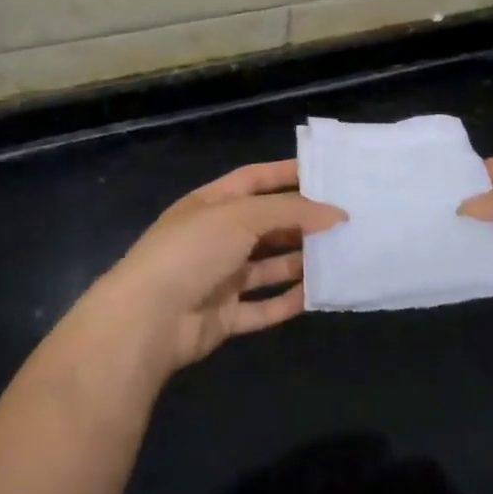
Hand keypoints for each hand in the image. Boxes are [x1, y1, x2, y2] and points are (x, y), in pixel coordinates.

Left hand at [91, 160, 346, 373]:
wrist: (147, 319)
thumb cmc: (192, 251)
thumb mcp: (241, 216)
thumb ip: (291, 212)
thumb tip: (336, 214)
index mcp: (211, 204)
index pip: (254, 179)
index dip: (287, 174)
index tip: (326, 174)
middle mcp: (216, 237)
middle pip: (266, 224)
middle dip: (302, 222)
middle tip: (344, 221)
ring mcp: (219, 278)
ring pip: (268, 266)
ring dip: (300, 262)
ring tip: (340, 255)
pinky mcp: (224, 316)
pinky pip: (263, 307)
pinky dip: (288, 302)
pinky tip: (318, 295)